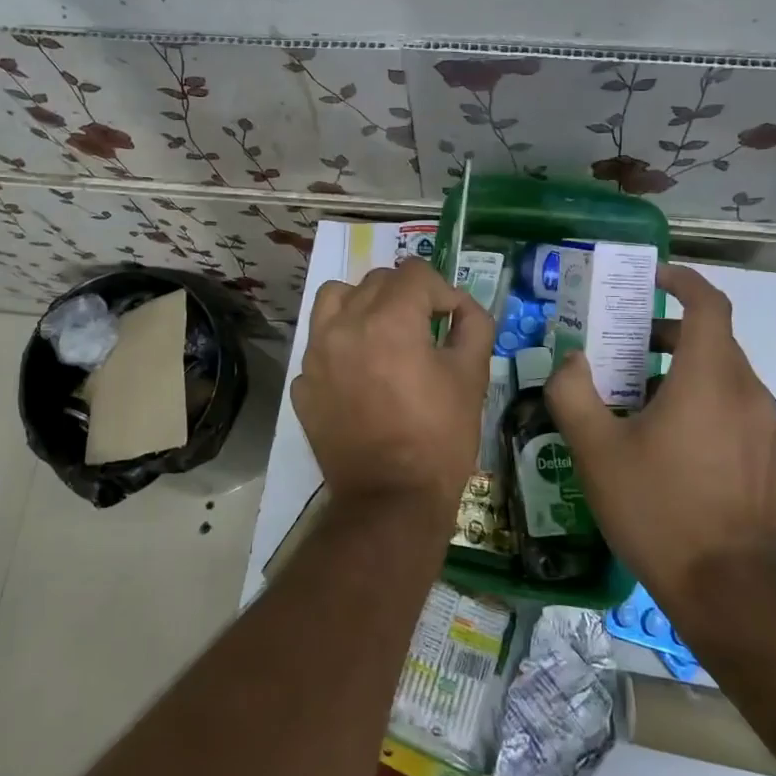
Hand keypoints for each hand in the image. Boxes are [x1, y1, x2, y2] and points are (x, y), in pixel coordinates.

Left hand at [290, 259, 494, 523]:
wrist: (390, 501)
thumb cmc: (439, 438)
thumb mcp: (472, 377)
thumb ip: (473, 327)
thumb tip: (463, 309)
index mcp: (388, 320)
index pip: (415, 274)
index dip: (443, 291)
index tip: (454, 318)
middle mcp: (344, 325)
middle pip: (376, 281)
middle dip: (406, 296)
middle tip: (426, 328)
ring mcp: (316, 355)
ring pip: (335, 299)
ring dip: (362, 304)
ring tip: (382, 333)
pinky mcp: (303, 384)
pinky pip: (320, 344)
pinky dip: (341, 346)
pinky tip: (360, 375)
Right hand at [544, 264, 775, 598]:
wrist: (727, 591)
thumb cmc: (656, 509)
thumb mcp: (595, 449)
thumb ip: (573, 392)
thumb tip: (572, 361)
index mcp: (709, 379)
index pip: (709, 304)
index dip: (684, 281)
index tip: (655, 277)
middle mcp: (748, 393)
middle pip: (712, 340)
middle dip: (668, 333)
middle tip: (625, 348)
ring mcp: (769, 428)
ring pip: (725, 377)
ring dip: (684, 371)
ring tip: (641, 400)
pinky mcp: (775, 459)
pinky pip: (737, 410)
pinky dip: (705, 403)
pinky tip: (674, 444)